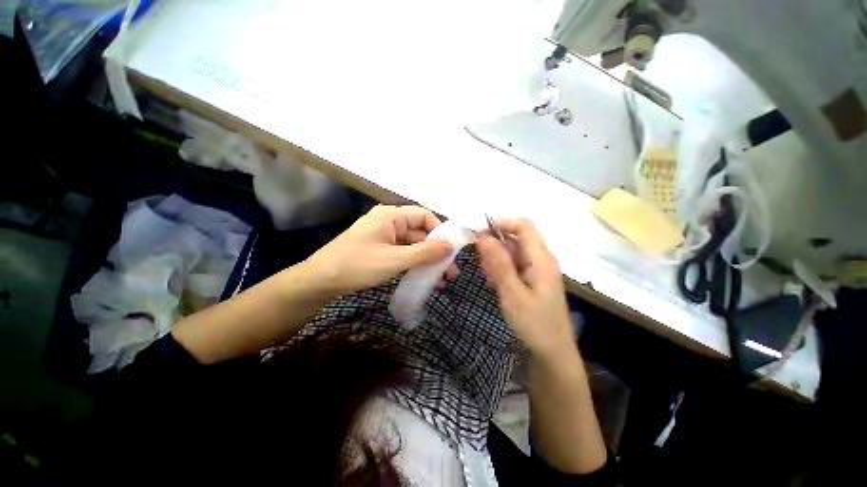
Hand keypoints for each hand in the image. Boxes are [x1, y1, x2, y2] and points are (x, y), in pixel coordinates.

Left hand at [304, 205, 457, 294]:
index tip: (451, 250)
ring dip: (426, 259)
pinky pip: (403, 252)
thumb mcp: (395, 259)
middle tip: (450, 272)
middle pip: (419, 232)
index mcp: (391, 215)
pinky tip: (424, 276)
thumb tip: (450, 246)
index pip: (424, 215)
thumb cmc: (357, 265)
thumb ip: (424, 252)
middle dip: (435, 251)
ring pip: (412, 244)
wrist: (320, 282)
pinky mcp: (380, 249)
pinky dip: (414, 263)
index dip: (440, 230)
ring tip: (441, 279)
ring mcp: (384, 236)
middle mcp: (389, 222)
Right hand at [477, 218, 575, 359]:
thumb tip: (484, 237)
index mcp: (541, 259)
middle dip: (495, 244)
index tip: (479, 233)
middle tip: (480, 263)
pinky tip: (494, 282)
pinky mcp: (534, 279)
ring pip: (514, 252)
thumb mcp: (512, 293)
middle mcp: (542, 259)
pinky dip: (502, 268)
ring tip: (487, 276)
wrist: (553, 353)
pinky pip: (515, 265)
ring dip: (497, 258)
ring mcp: (538, 269)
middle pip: (517, 238)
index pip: (523, 225)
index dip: (501, 223)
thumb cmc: (534, 324)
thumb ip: (498, 263)